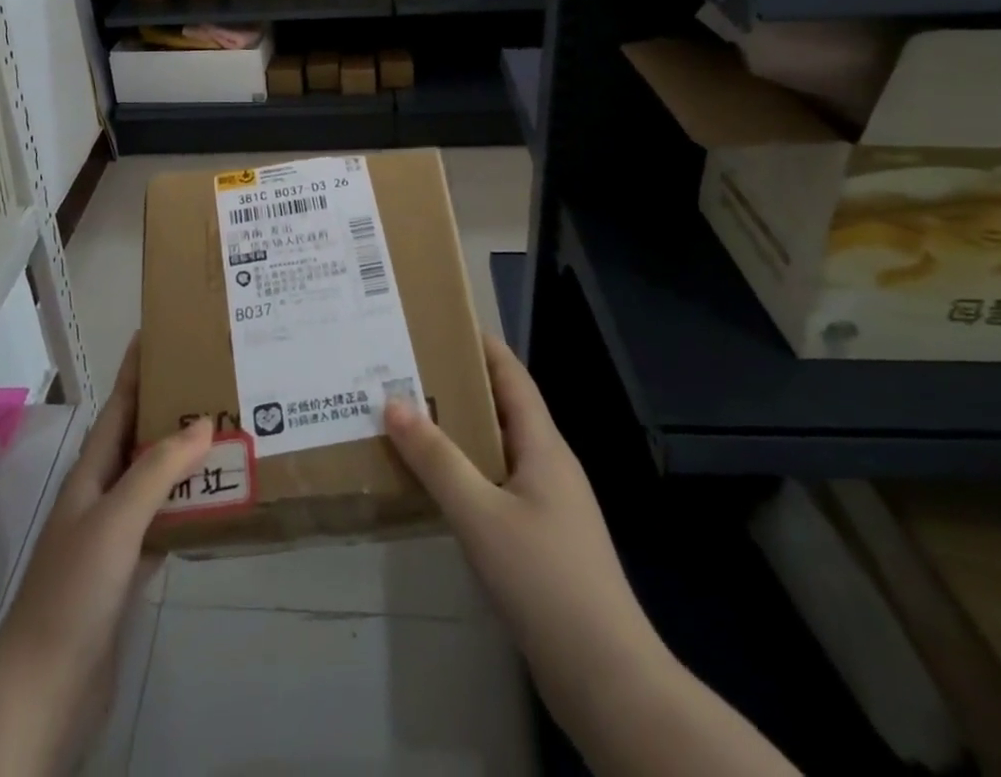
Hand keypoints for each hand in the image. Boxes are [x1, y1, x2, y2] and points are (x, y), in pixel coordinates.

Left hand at [0, 341, 213, 775]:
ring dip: (184, 458)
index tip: (159, 332)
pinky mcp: (128, 573)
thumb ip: (157, 470)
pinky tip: (216, 500)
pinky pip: (164, 523)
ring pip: (154, 481)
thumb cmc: (74, 591)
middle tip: (214, 380)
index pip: (118, 406)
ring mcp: (114, 536)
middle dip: (170, 408)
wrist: (45, 691)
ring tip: (226, 431)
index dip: (135, 369)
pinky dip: (188, 506)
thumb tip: (203, 423)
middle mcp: (102, 495)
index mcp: (91, 473)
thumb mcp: (115, 520)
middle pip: (139, 439)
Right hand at [385, 335, 795, 776]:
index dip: (483, 346)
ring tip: (410, 419)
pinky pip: (496, 486)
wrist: (606, 678)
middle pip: (502, 409)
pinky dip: (465, 472)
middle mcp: (548, 466)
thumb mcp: (481, 515)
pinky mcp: (540, 541)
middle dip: (459, 386)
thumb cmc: (545, 580)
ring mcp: (547, 505)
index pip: (513, 377)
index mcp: (543, 447)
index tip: (443, 321)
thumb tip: (394, 403)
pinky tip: (435, 485)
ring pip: (497, 450)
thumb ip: (437, 460)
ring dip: (458, 432)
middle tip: (408, 370)